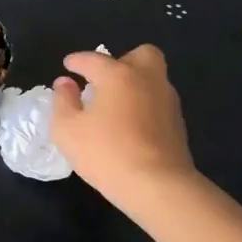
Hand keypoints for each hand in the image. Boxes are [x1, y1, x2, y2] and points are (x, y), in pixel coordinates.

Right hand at [51, 45, 195, 206]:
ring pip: (153, 79)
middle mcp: (147, 80)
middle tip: (105, 81)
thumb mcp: (67, 129)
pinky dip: (144, 106)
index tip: (68, 65)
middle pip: (141, 55)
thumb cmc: (106, 153)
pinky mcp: (178, 125)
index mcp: (118, 75)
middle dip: (123, 61)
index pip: (94, 59)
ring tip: (115, 106)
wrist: (158, 186)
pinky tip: (130, 126)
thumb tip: (65, 83)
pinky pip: (158, 103)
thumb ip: (62, 101)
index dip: (77, 61)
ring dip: (135, 85)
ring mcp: (167, 101)